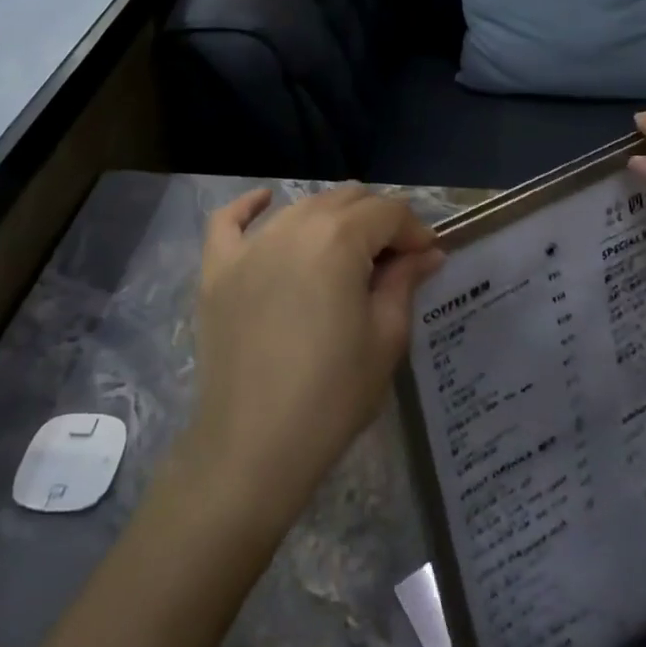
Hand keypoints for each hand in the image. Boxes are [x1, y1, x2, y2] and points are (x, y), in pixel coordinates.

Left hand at [183, 185, 443, 527]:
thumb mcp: (385, 338)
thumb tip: (427, 252)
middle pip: (346, 199)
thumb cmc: (332, 395)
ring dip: (332, 218)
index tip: (427, 257)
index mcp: (339, 240)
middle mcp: (293, 227)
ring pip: (300, 206)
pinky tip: (267, 201)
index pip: (388, 212)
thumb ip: (405, 282)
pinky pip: (228, 220)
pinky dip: (251, 206)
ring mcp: (249, 246)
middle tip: (392, 259)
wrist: (253, 447)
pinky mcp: (217, 269)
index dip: (414, 231)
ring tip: (347, 251)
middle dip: (377, 220)